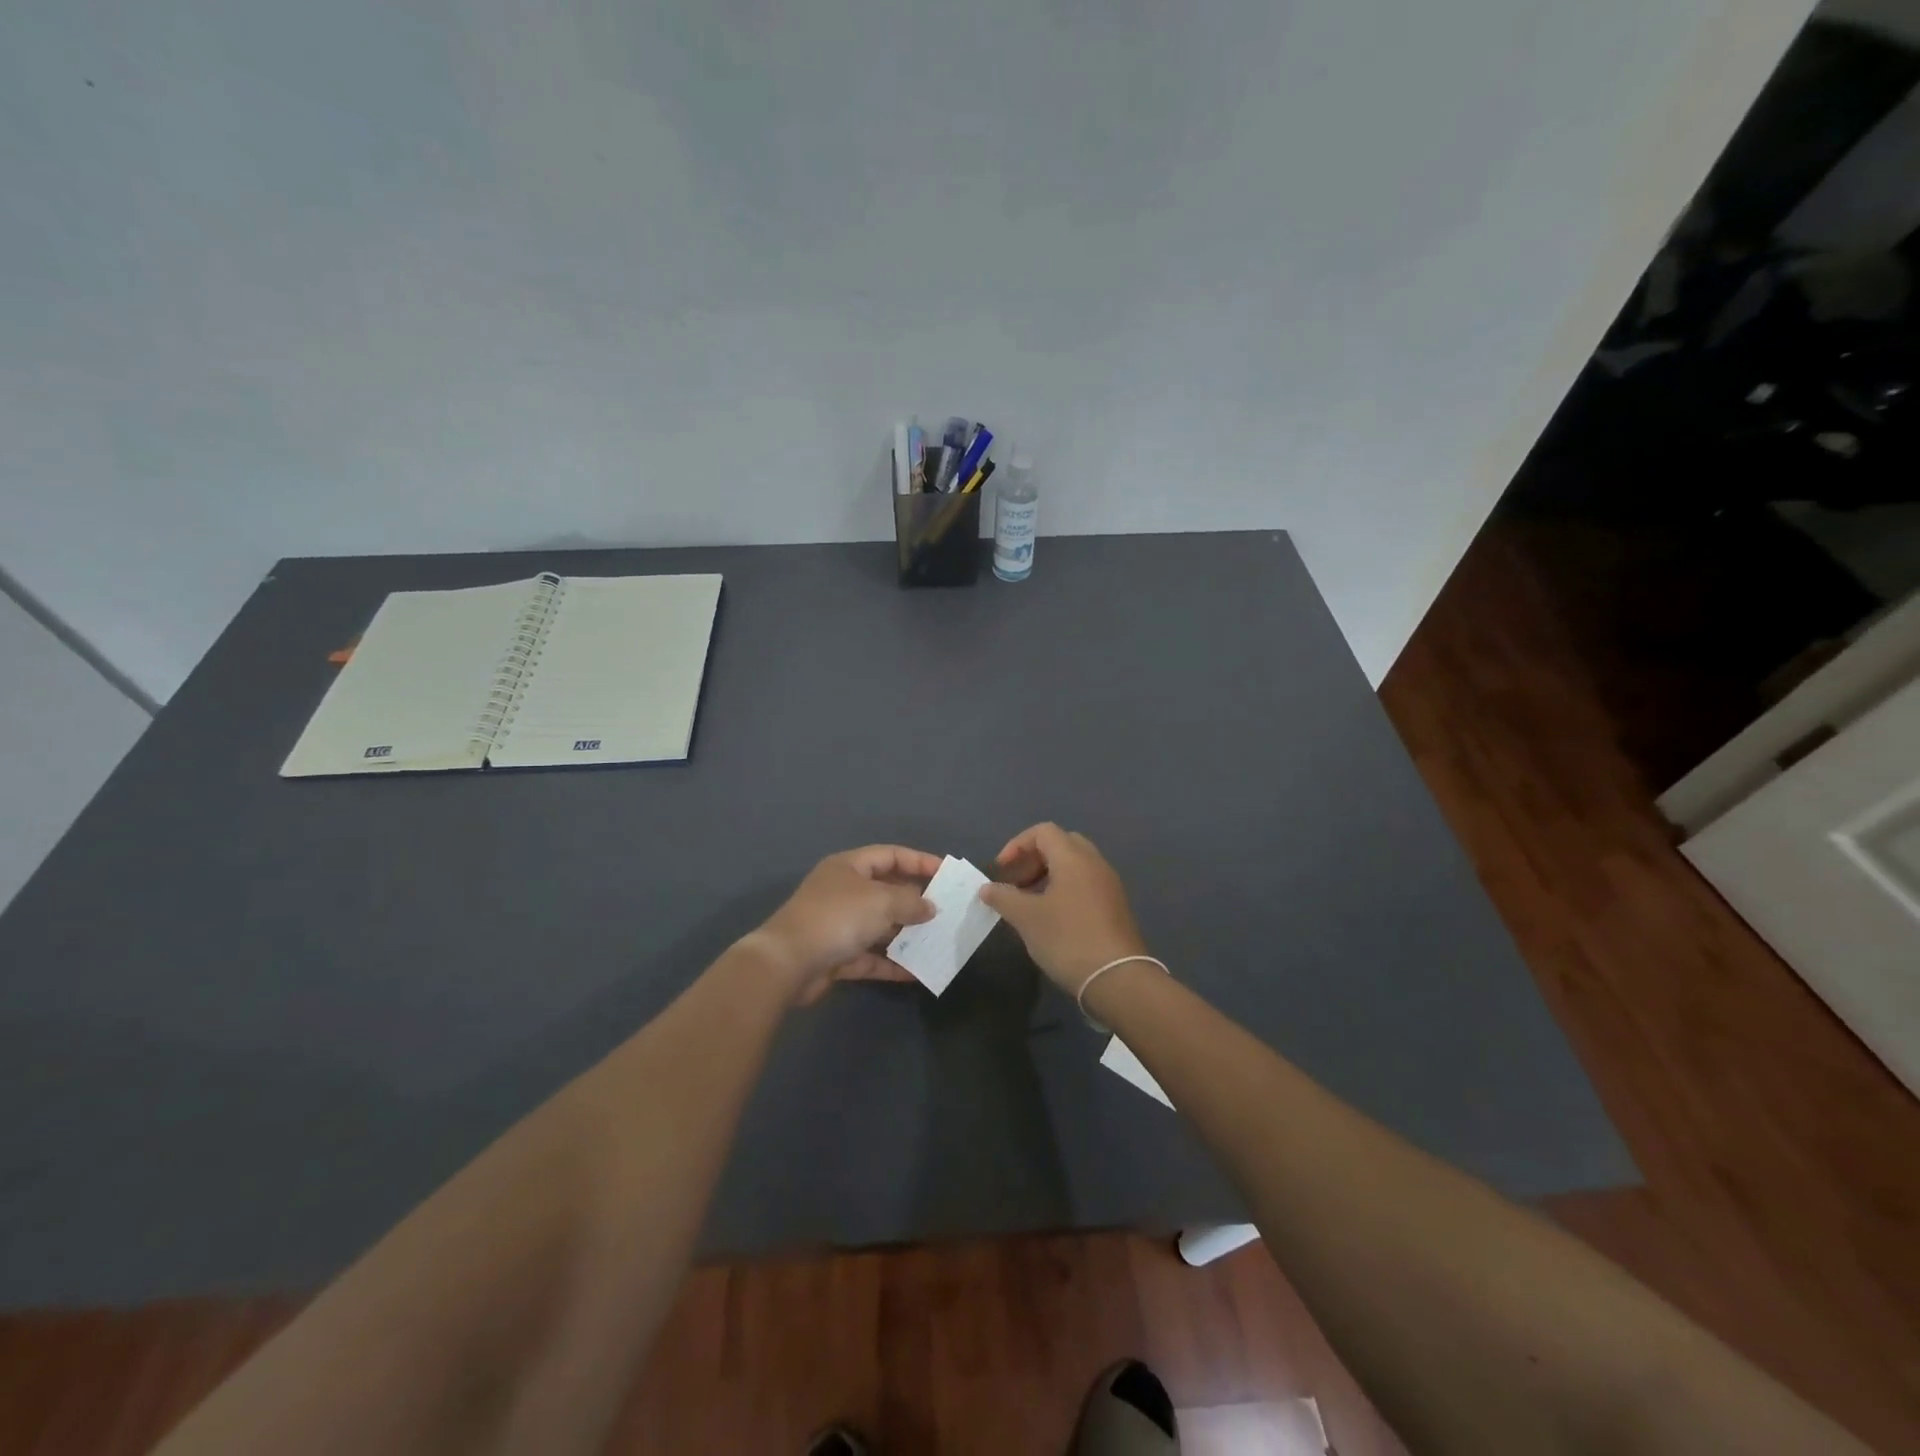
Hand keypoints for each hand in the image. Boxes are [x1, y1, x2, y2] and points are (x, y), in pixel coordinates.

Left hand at [744, 845, 939, 1004]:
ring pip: (880, 926)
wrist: (787, 964)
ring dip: (907, 934)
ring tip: (938, 940)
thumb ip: (911, 902)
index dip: (919, 861)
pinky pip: (872, 957)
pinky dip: (893, 963)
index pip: (890, 855)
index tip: (947, 873)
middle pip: (886, 891)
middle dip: (916, 901)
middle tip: (947, 910)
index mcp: (849, 867)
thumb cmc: (837, 918)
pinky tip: (918, 972)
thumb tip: (930, 907)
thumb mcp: (881, 901)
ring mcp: (839, 925)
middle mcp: (844, 892)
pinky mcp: (837, 956)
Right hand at [979, 823, 1148, 994]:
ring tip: (1029, 905)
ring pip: (1074, 866)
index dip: (1017, 845)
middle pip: (1061, 844)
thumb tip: (987, 888)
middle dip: (1033, 860)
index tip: (1002, 871)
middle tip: (1016, 884)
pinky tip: (1052, 919)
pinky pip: (1085, 884)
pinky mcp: (1115, 907)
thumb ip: (1003, 897)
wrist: (1118, 979)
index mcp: (1074, 857)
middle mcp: (1095, 863)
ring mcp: (1109, 885)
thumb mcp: (1026, 918)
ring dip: (1048, 877)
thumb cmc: (1068, 939)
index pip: (1043, 832)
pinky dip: (1064, 891)